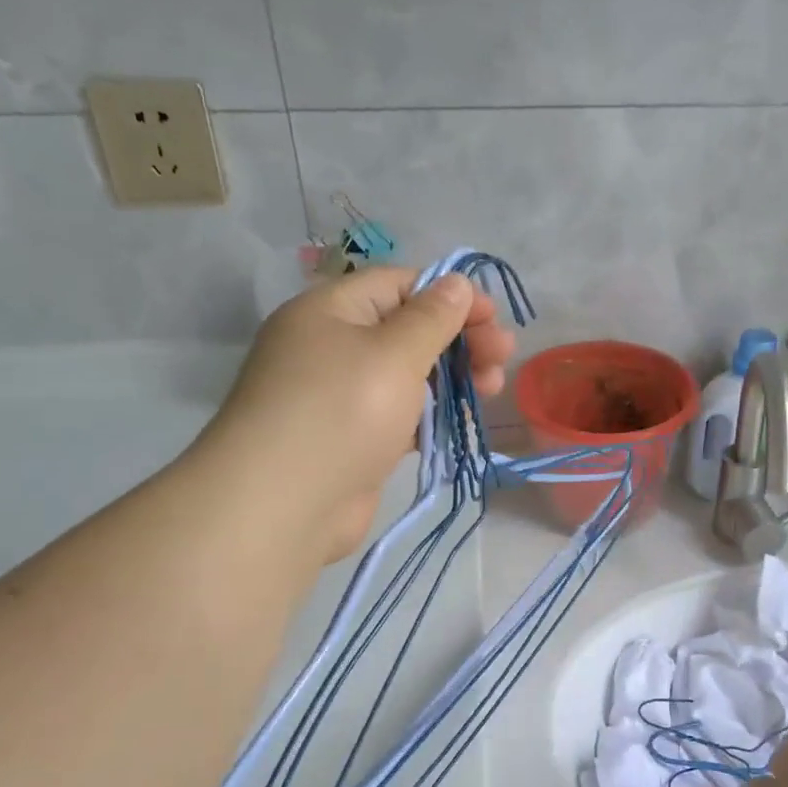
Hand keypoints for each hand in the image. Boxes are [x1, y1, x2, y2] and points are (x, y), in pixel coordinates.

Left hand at [196, 267, 513, 561]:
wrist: (284, 504)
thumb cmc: (342, 412)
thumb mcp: (395, 353)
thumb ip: (432, 317)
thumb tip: (457, 282)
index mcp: (331, 311)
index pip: (399, 285)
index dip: (450, 295)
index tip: (493, 317)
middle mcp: (332, 346)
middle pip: (407, 328)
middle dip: (460, 339)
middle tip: (503, 357)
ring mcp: (342, 396)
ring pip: (408, 373)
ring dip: (453, 376)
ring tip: (492, 389)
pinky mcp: (353, 438)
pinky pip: (400, 413)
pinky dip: (432, 411)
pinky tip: (461, 419)